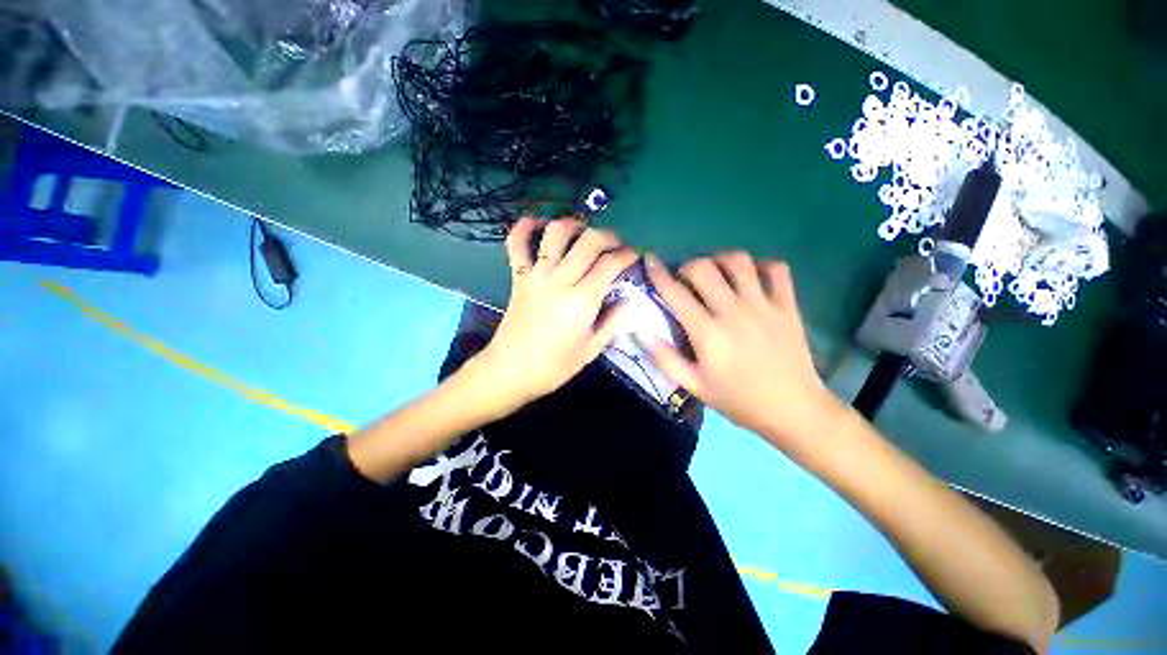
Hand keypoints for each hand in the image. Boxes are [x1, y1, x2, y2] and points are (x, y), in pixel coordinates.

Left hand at [474, 217, 635, 411]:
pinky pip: (516, 243)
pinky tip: (538, 224)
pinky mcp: (518, 277)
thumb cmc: (554, 366)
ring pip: (555, 233)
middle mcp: (560, 280)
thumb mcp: (591, 350)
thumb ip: (613, 322)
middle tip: (616, 244)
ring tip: (583, 233)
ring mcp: (536, 275)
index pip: (610, 264)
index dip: (627, 255)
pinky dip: (524, 227)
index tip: (635, 255)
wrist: (510, 371)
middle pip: (588, 241)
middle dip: (608, 236)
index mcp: (582, 301)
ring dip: (573, 225)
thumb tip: (629, 301)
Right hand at [645, 251, 844, 455]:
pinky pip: (777, 269)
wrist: (793, 410)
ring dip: (720, 261)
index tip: (650, 261)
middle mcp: (733, 311)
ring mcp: (764, 305)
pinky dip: (762, 266)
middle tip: (685, 280)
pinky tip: (753, 278)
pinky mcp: (788, 305)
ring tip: (717, 274)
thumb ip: (665, 359)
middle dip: (687, 266)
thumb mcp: (694, 386)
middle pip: (704, 268)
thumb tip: (640, 333)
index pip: (676, 293)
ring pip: (738, 261)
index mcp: (708, 333)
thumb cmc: (738, 400)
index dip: (658, 274)